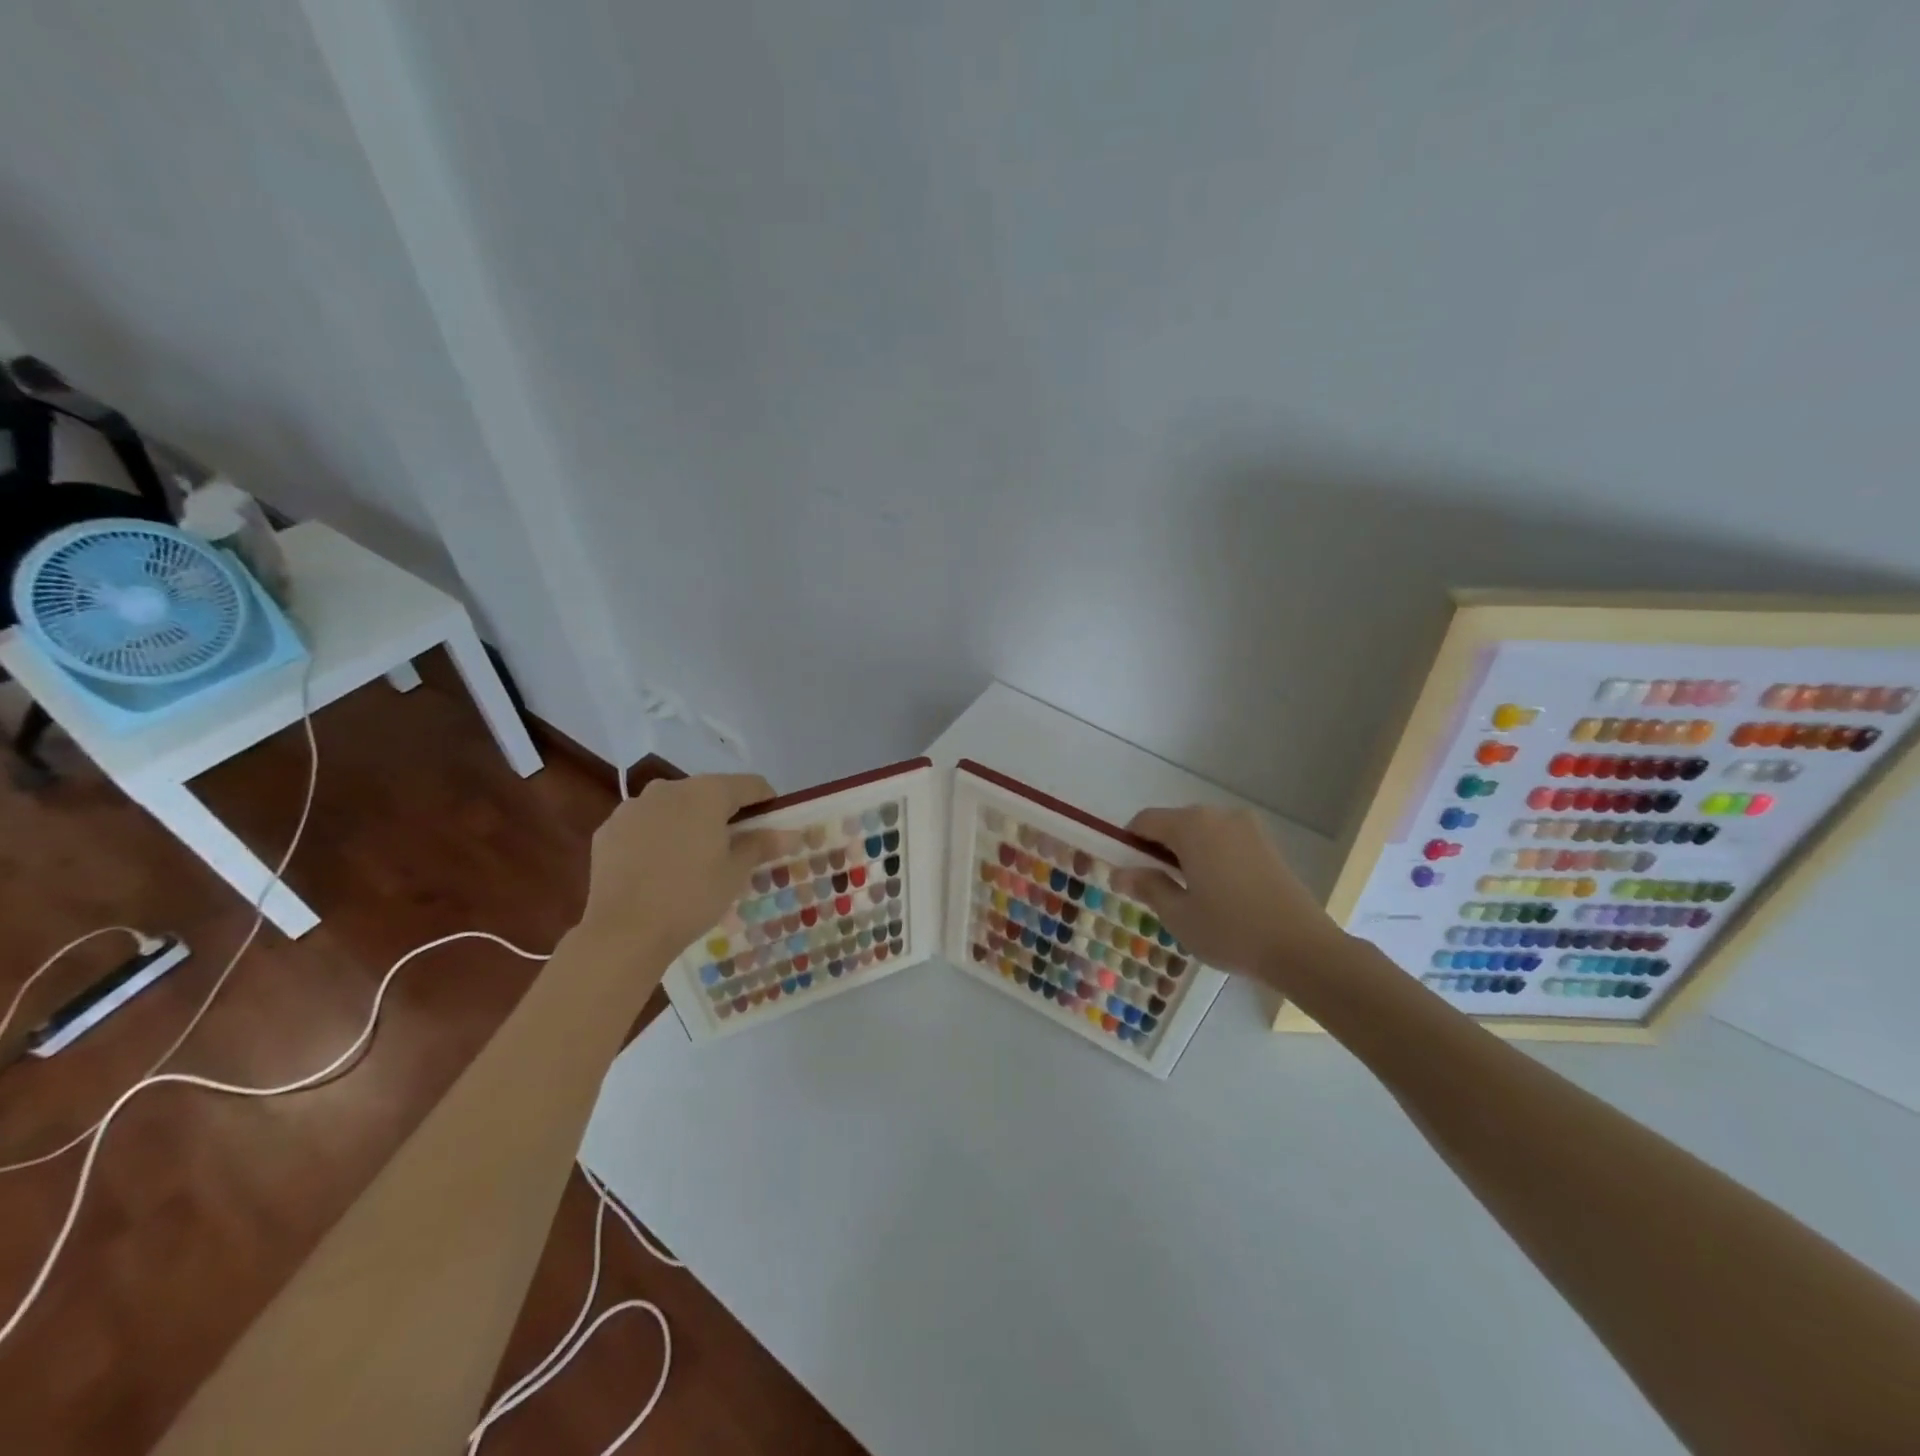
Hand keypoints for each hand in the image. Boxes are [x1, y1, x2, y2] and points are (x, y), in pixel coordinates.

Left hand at [579, 774, 800, 962]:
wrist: (623, 931)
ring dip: (688, 822)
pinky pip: (644, 824)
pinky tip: (659, 867)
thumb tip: (791, 833)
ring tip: (692, 859)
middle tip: (734, 847)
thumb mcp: (736, 872)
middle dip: (724, 813)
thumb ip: (762, 844)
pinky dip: (657, 836)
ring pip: (673, 807)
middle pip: (709, 792)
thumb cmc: (691, 896)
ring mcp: (634, 807)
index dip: (766, 802)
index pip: (750, 784)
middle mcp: (669, 788)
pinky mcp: (609, 829)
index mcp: (707, 793)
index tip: (773, 825)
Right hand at [1109, 805, 1343, 988]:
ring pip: (1201, 832)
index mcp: (1191, 826)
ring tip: (1189, 895)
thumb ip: (1147, 886)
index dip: (1128, 844)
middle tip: (1156, 890)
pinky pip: (1225, 841)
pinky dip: (1212, 857)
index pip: (1144, 821)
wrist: (1302, 948)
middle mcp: (1219, 815)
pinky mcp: (1267, 844)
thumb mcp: (1178, 914)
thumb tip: (1120, 873)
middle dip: (1158, 850)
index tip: (1128, 874)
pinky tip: (1218, 892)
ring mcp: (1247, 828)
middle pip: (1174, 823)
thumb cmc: (1230, 930)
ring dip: (1186, 854)